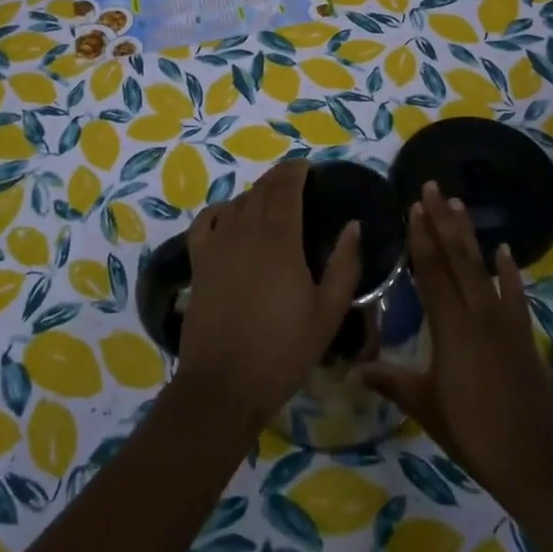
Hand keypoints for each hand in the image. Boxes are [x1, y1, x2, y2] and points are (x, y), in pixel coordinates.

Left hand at [175, 160, 361, 428]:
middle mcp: (245, 231)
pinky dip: (219, 210)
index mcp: (280, 239)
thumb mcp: (328, 313)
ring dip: (255, 193)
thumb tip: (354, 226)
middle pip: (261, 190)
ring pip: (237, 203)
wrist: (224, 384)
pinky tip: (229, 215)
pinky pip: (205, 222)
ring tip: (270, 199)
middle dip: (279, 178)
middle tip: (295, 179)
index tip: (308, 167)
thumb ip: (344, 265)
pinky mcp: (198, 262)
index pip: (286, 188)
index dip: (296, 171)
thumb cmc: (283, 350)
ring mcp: (217, 245)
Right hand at [358, 182, 552, 500]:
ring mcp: (504, 320)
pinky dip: (508, 271)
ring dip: (469, 234)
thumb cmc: (472, 431)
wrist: (534, 459)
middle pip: (456, 257)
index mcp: (450, 326)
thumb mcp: (425, 405)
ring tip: (458, 204)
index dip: (421, 237)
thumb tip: (352, 368)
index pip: (431, 271)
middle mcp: (477, 313)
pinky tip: (504, 250)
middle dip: (442, 220)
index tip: (413, 206)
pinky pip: (514, 293)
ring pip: (482, 267)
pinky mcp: (522, 333)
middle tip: (432, 187)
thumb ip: (390, 380)